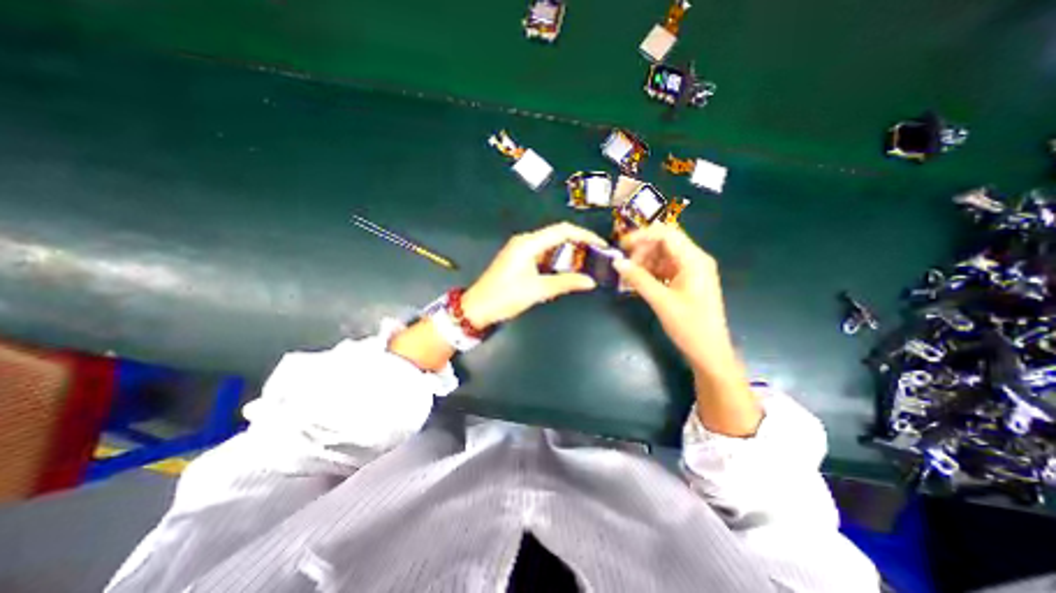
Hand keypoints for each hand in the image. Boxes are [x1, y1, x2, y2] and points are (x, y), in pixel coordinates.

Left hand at [460, 222, 601, 329]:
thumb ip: (565, 283)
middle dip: (578, 244)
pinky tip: (566, 270)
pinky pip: (543, 254)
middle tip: (595, 257)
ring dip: (568, 253)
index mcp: (528, 244)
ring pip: (550, 245)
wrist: (477, 308)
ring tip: (585, 264)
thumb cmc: (505, 297)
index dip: (584, 235)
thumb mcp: (537, 290)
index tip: (600, 245)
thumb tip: (590, 281)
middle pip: (557, 235)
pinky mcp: (519, 259)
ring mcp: (521, 250)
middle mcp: (525, 241)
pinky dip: (556, 260)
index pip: (562, 231)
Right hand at [617, 224, 763, 437]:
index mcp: (694, 260)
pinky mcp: (687, 281)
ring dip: (645, 262)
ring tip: (630, 277)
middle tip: (626, 267)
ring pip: (663, 255)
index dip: (642, 236)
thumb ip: (638, 279)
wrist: (709, 352)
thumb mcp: (661, 301)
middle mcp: (695, 259)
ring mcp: (692, 270)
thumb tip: (617, 262)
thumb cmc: (689, 326)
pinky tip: (639, 283)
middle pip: (665, 242)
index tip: (622, 246)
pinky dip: (651, 272)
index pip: (666, 234)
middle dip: (642, 250)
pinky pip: (665, 268)